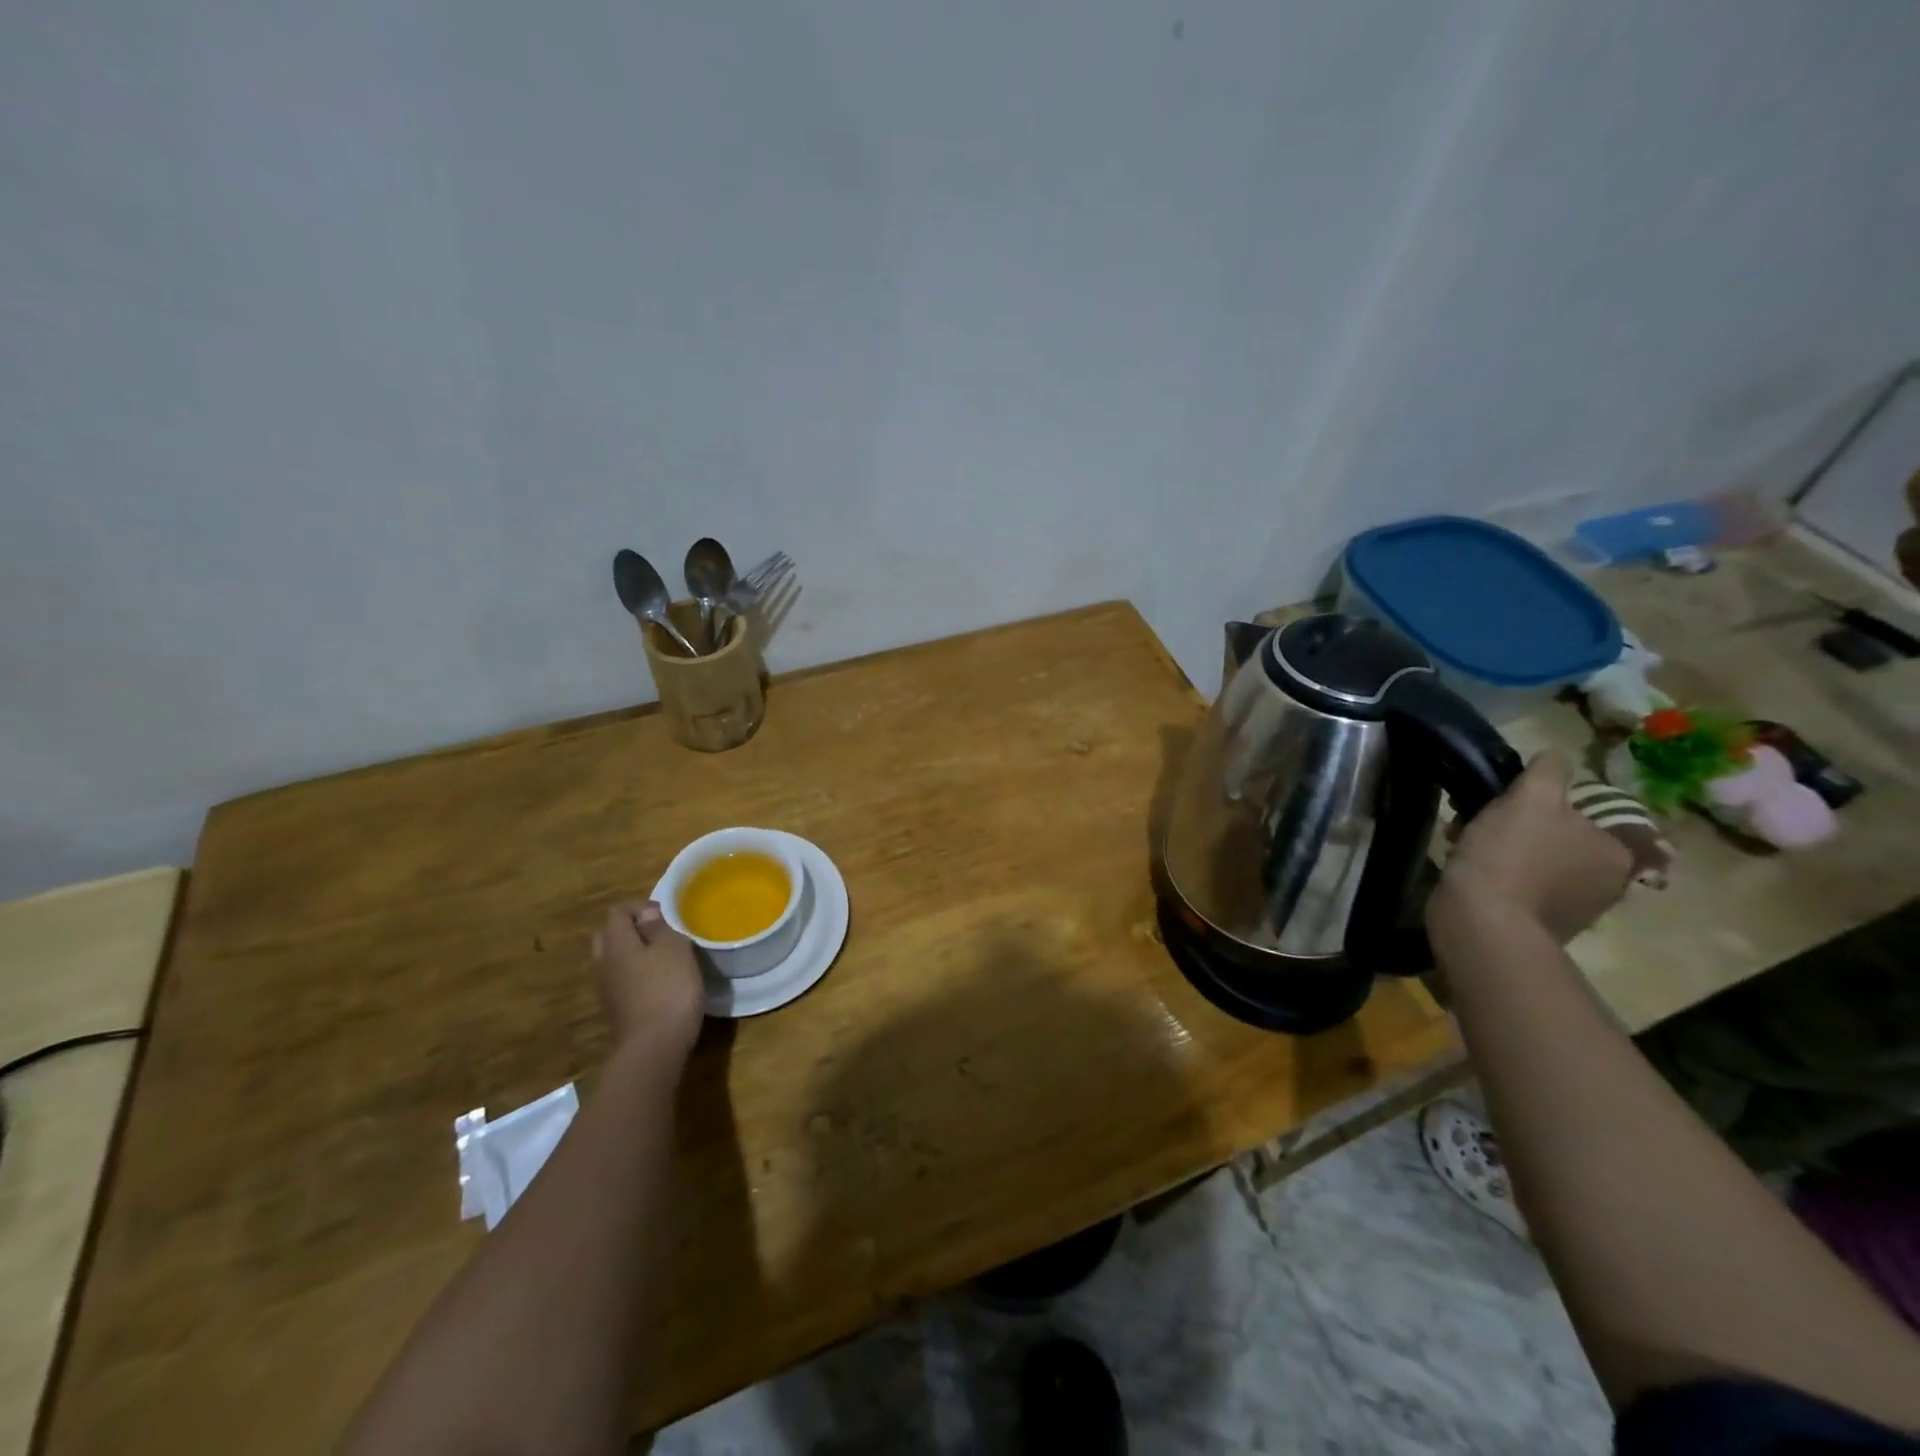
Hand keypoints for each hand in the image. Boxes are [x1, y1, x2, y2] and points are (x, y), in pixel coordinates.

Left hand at [591, 900, 704, 1059]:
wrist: (653, 1049)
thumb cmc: (668, 990)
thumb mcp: (674, 950)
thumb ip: (659, 928)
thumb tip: (646, 915)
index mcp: (615, 944)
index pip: (617, 912)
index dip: (641, 907)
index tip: (666, 917)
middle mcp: (602, 964)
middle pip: (609, 936)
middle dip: (632, 930)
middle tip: (660, 935)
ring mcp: (605, 990)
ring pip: (613, 960)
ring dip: (633, 954)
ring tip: (662, 959)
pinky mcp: (615, 1011)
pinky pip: (620, 982)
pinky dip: (634, 976)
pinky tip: (657, 985)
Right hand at [1436, 751, 1633, 942]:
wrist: (1481, 921)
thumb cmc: (1511, 855)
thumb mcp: (1532, 798)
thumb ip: (1548, 771)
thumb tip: (1554, 756)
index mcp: (1614, 852)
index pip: (1576, 812)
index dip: (1534, 803)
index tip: (1500, 804)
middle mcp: (1605, 883)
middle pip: (1552, 837)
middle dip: (1512, 827)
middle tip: (1475, 822)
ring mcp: (1572, 910)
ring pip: (1530, 862)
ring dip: (1497, 850)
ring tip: (1461, 847)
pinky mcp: (1536, 927)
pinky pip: (1515, 889)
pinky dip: (1493, 878)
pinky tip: (1467, 874)